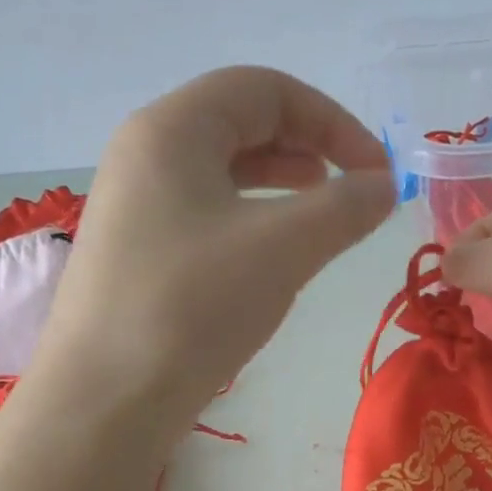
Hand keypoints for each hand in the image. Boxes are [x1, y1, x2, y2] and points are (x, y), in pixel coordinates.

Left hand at [33, 67, 394, 432]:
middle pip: (242, 121)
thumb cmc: (192, 307)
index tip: (376, 172)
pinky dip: (255, 216)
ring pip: (225, 169)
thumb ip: (344, 207)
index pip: (265, 89)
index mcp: (172, 129)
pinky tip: (277, 252)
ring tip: (324, 213)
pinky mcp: (141, 250)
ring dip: (284, 181)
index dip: (332, 121)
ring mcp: (139, 204)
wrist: (106, 401)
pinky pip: (209, 210)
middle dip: (310, 146)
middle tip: (355, 190)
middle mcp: (147, 153)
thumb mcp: (282, 248)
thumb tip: (385, 186)